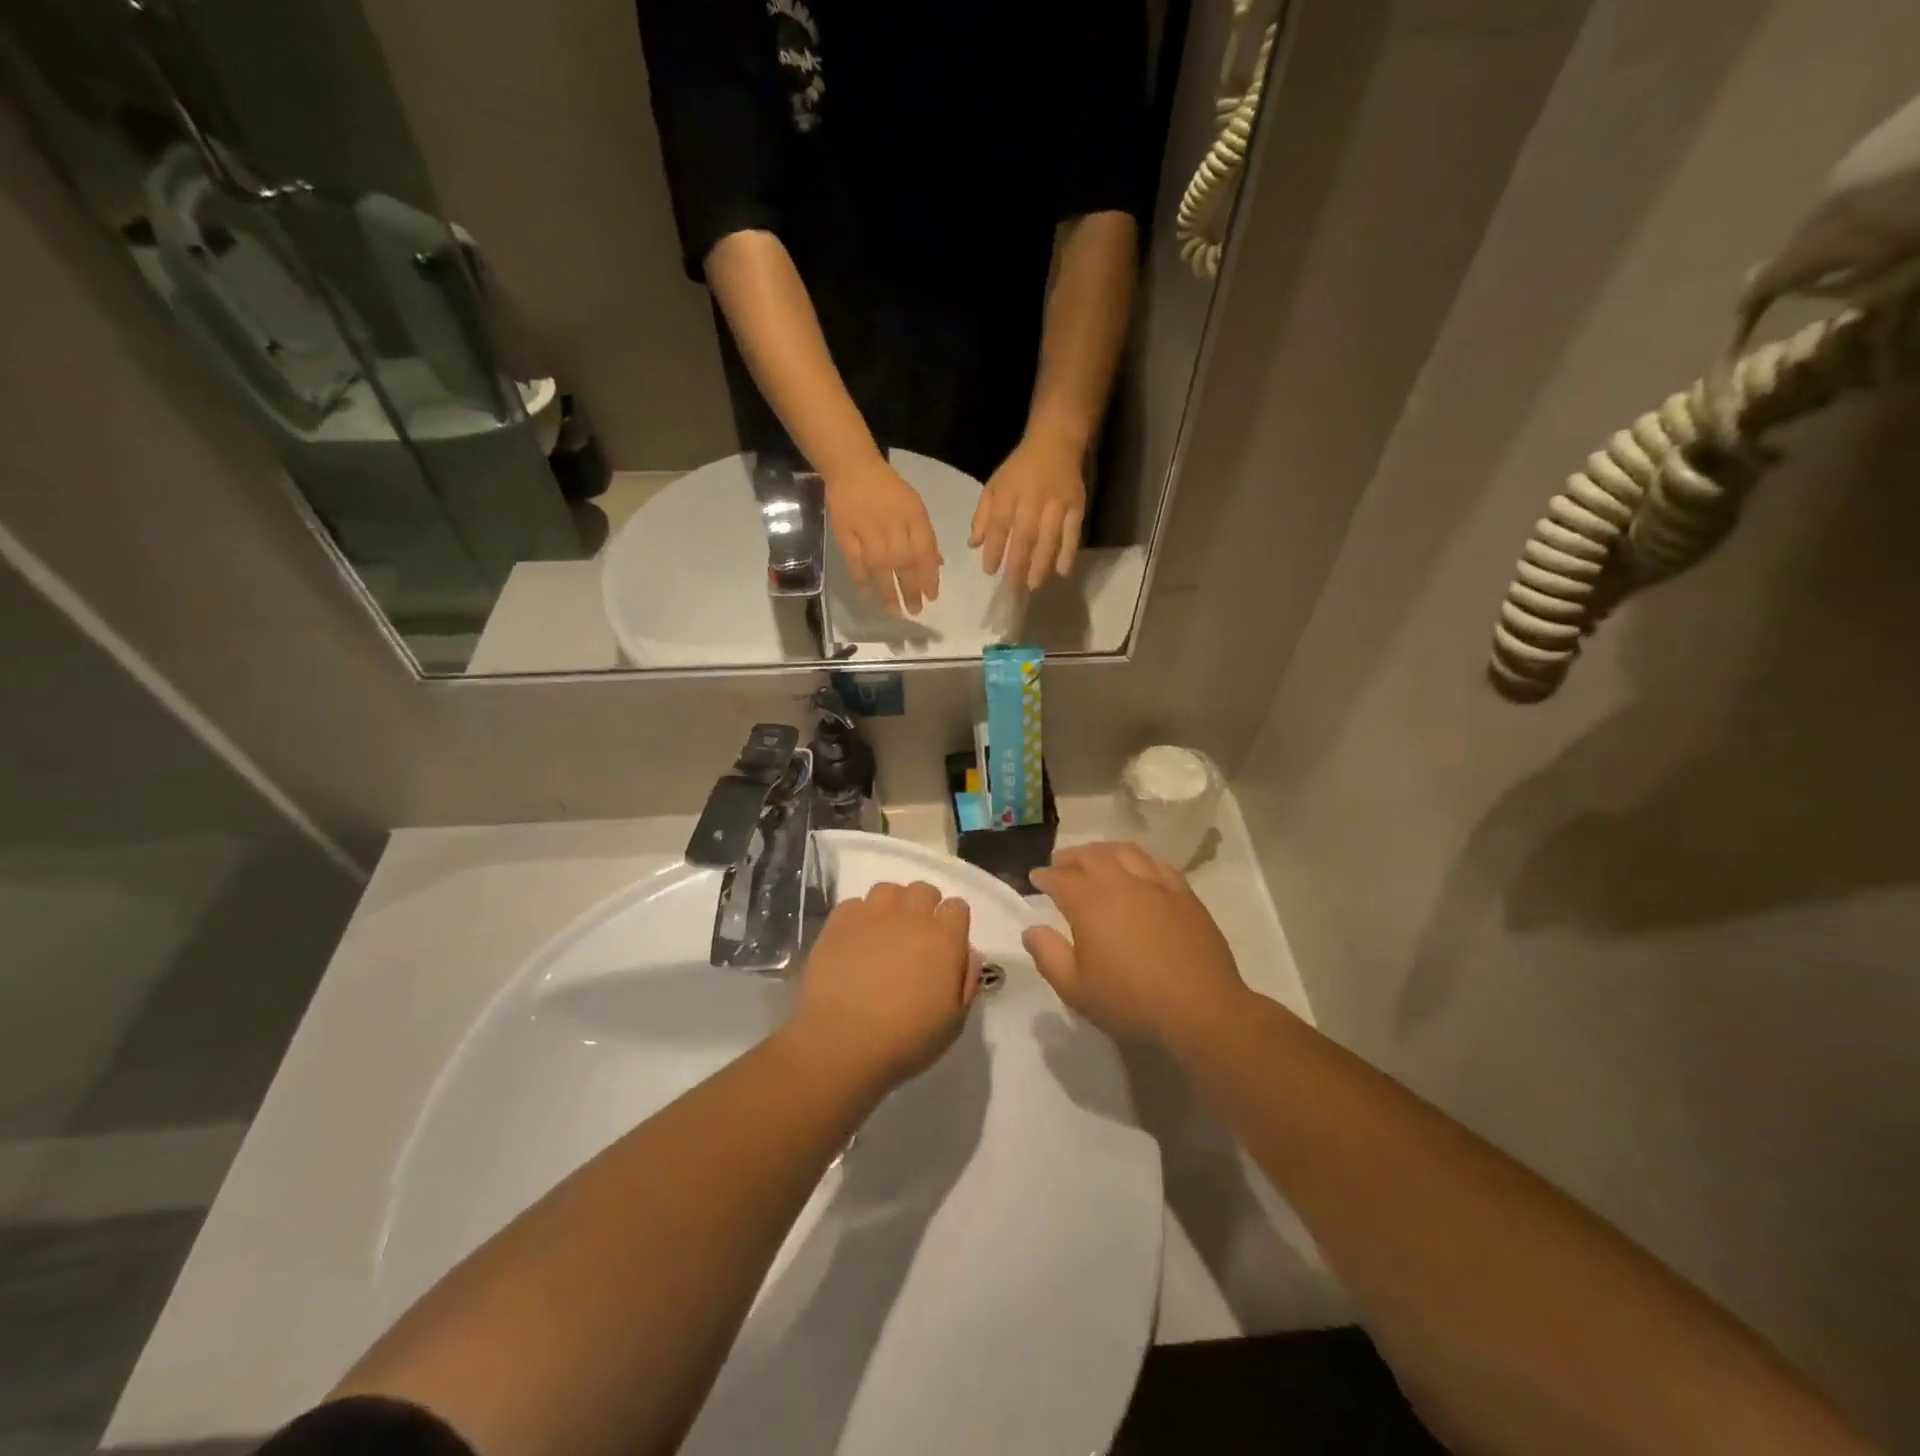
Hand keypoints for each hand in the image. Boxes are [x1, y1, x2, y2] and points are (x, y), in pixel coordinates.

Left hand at [787, 881, 980, 1092]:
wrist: (843, 1041)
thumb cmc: (906, 1039)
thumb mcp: (954, 1022)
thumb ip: (966, 981)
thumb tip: (967, 953)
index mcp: (944, 938)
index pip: (957, 907)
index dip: (953, 923)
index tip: (946, 944)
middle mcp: (911, 917)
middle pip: (923, 890)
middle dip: (924, 907)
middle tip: (915, 937)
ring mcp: (872, 915)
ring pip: (888, 890)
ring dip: (891, 906)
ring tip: (884, 933)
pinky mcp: (839, 922)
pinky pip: (854, 904)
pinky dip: (859, 917)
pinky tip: (855, 942)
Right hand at [825, 456, 942, 613]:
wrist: (853, 469)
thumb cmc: (889, 490)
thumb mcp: (914, 507)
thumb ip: (925, 537)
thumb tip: (937, 565)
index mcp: (912, 516)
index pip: (924, 551)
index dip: (929, 576)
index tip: (932, 597)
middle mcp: (892, 526)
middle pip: (904, 563)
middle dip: (911, 590)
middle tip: (915, 611)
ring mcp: (867, 532)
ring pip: (880, 567)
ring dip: (887, 591)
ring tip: (894, 611)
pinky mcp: (846, 535)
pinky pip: (855, 562)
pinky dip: (861, 579)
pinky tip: (867, 594)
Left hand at [970, 432, 1086, 590]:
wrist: (1056, 441)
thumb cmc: (1020, 468)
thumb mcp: (994, 486)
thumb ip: (982, 516)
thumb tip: (973, 545)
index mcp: (1008, 494)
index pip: (998, 526)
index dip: (993, 549)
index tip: (989, 571)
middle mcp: (1031, 500)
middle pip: (1024, 537)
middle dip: (1017, 564)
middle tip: (1012, 589)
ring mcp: (1056, 504)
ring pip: (1048, 538)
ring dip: (1041, 564)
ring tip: (1034, 585)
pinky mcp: (1076, 506)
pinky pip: (1072, 533)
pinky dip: (1067, 553)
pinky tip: (1062, 572)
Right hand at [1025, 843, 1248, 1045]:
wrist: (1200, 1010)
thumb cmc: (1131, 1002)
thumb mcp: (1076, 989)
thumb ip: (1048, 956)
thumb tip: (1032, 929)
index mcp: (1090, 903)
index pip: (1060, 878)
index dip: (1045, 875)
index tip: (1035, 877)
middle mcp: (1121, 883)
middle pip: (1092, 856)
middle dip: (1072, 856)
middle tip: (1061, 862)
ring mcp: (1157, 885)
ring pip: (1126, 852)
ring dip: (1104, 851)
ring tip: (1096, 858)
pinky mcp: (1184, 895)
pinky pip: (1157, 864)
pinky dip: (1139, 860)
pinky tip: (1139, 869)